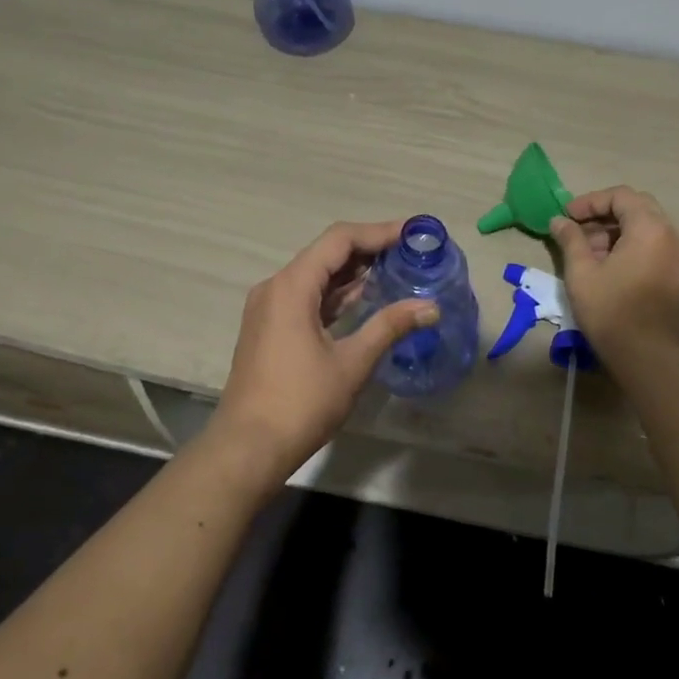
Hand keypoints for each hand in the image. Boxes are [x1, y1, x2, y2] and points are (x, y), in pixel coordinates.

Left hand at [206, 221, 437, 491]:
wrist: (248, 446)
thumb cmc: (301, 402)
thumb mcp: (352, 363)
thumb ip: (390, 327)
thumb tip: (430, 306)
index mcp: (291, 287)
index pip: (339, 240)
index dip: (378, 232)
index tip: (413, 233)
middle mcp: (275, 288)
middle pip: (326, 254)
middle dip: (368, 249)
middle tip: (411, 252)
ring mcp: (269, 308)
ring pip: (316, 276)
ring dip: (353, 272)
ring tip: (396, 269)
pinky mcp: (270, 328)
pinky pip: (307, 297)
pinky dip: (336, 294)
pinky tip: (365, 298)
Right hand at [550, 187, 678, 361]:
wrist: (645, 354)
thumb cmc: (610, 309)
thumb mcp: (581, 271)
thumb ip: (570, 239)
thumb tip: (558, 221)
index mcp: (650, 227)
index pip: (620, 196)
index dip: (590, 201)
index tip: (567, 217)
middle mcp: (670, 234)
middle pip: (636, 207)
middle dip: (603, 214)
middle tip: (577, 229)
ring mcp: (678, 254)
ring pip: (645, 226)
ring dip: (615, 230)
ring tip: (587, 250)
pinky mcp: (677, 272)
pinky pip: (652, 245)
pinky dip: (629, 245)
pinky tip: (606, 264)